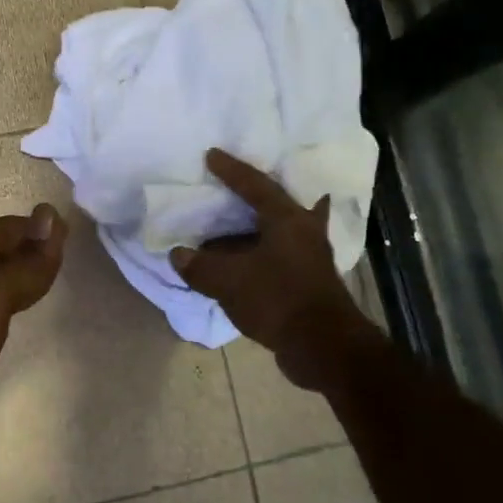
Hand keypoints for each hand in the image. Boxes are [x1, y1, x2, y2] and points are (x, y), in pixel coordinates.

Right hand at [170, 150, 376, 390]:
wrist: (323, 347)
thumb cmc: (278, 299)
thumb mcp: (229, 281)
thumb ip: (200, 266)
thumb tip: (178, 254)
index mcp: (287, 219)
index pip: (255, 185)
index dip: (231, 170)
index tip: (211, 155)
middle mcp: (304, 231)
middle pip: (276, 205)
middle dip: (255, 197)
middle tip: (234, 188)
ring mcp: (310, 258)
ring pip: (278, 233)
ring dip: (253, 231)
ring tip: (225, 230)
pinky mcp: (308, 283)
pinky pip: (277, 258)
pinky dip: (257, 256)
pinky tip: (240, 264)